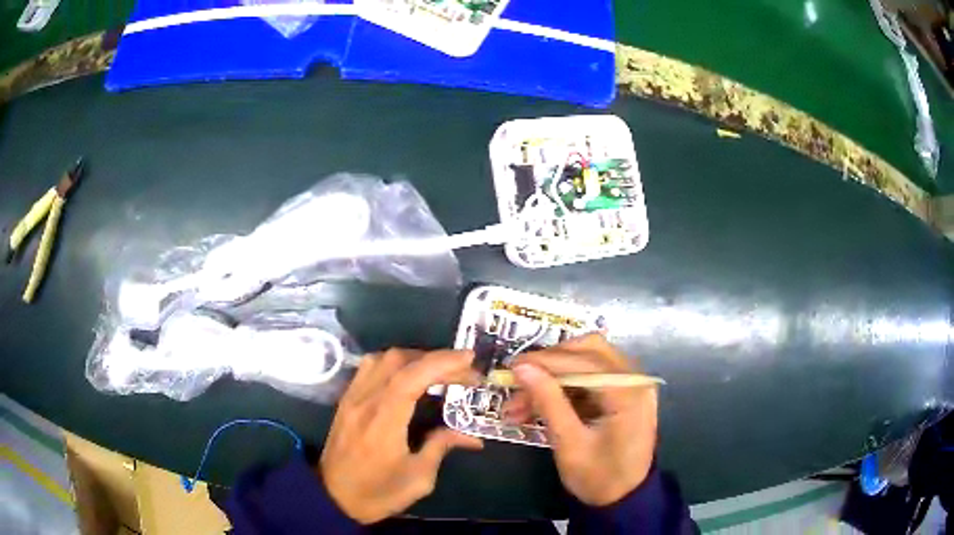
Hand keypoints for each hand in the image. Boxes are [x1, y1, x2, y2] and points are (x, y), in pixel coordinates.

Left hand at [319, 349, 482, 523]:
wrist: (332, 498)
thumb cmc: (377, 492)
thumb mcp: (418, 479)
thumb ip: (440, 447)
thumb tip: (469, 436)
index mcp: (383, 421)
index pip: (412, 377)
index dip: (442, 362)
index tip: (469, 359)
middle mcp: (365, 401)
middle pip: (398, 360)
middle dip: (435, 359)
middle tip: (461, 372)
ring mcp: (352, 398)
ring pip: (382, 359)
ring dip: (413, 358)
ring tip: (437, 372)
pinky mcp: (346, 401)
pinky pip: (369, 368)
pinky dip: (394, 364)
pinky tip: (408, 377)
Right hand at [507, 334, 656, 506]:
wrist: (624, 499)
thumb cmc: (599, 477)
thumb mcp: (569, 444)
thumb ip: (548, 402)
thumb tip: (522, 368)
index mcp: (628, 392)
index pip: (584, 361)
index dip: (545, 360)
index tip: (511, 367)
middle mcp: (635, 379)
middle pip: (589, 350)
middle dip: (550, 364)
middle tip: (519, 380)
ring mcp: (632, 384)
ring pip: (587, 361)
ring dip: (553, 378)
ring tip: (519, 404)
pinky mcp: (623, 393)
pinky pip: (590, 378)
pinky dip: (563, 388)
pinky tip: (538, 406)